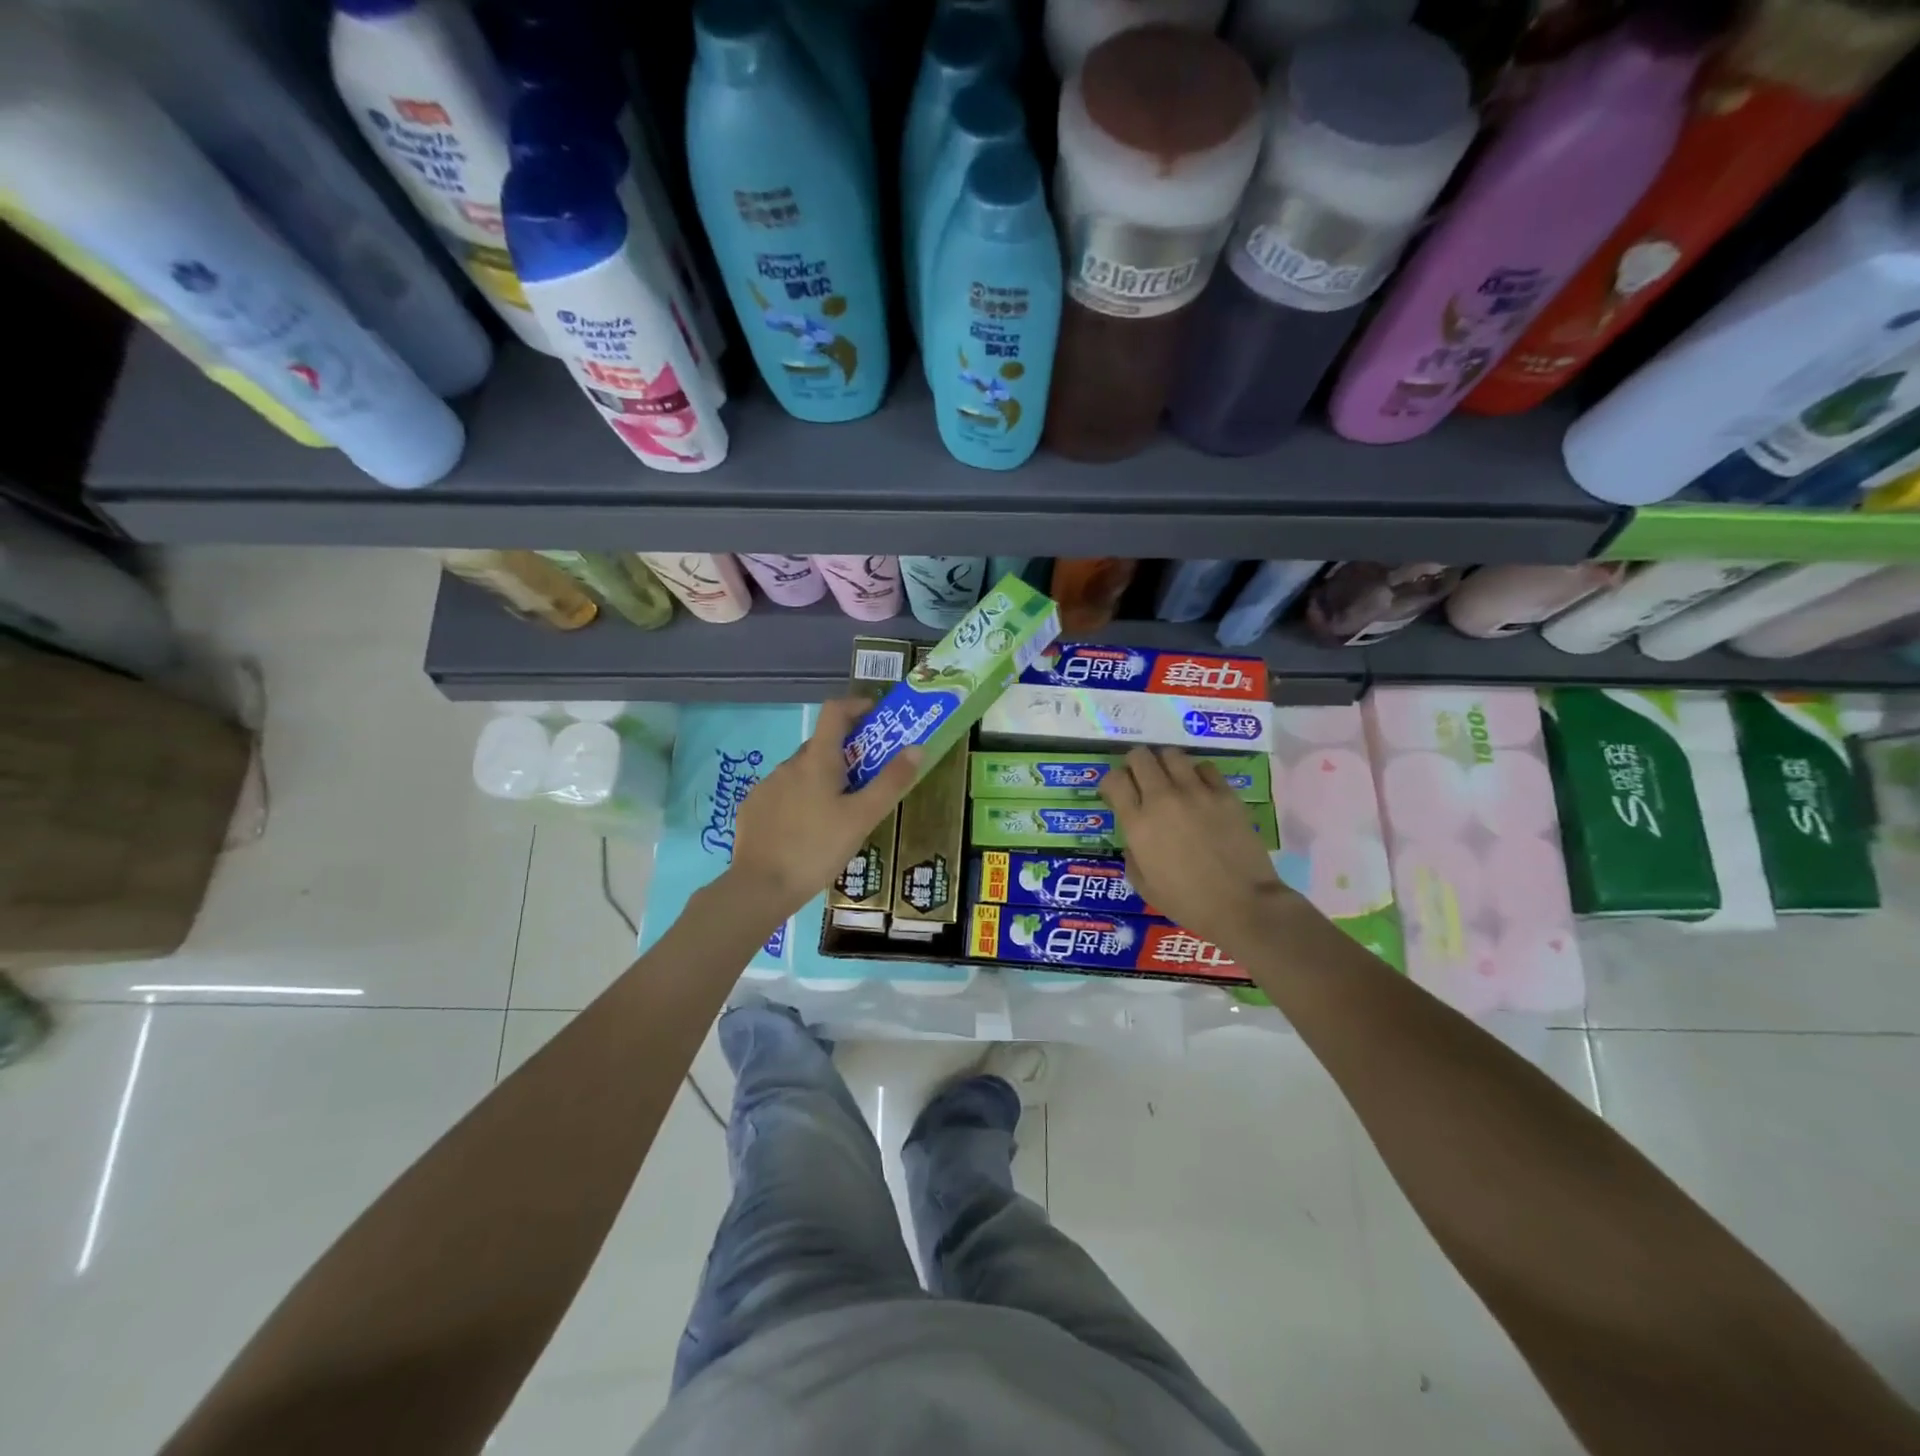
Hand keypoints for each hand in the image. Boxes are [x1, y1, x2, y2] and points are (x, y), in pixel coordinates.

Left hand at [724, 698, 920, 923]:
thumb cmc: (818, 848)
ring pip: (801, 772)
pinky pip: (782, 793)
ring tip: (837, 814)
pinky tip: (806, 830)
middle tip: (867, 779)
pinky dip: (799, 800)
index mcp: (817, 760)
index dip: (857, 705)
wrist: (761, 887)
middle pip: (821, 745)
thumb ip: (891, 781)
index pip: (835, 711)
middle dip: (845, 754)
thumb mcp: (863, 818)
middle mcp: (789, 764)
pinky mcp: (752, 808)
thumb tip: (916, 747)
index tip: (876, 716)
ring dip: (821, 780)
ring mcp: (766, 785)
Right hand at [1099, 747, 1301, 952]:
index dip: (1112, 782)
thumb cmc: (1188, 903)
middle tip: (1142, 780)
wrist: (1243, 905)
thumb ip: (1132, 855)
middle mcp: (1162, 799)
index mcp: (1138, 824)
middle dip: (1136, 764)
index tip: (1118, 793)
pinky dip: (1198, 774)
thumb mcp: (1144, 886)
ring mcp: (1196, 793)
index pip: (1114, 779)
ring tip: (1172, 781)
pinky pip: (1205, 768)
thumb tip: (1135, 839)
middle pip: (1140, 756)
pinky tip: (1201, 790)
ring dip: (1166, 764)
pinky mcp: (1225, 794)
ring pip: (1172, 754)